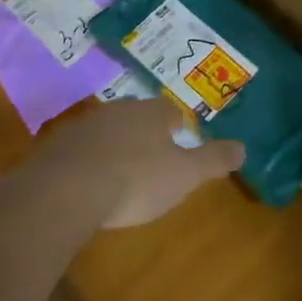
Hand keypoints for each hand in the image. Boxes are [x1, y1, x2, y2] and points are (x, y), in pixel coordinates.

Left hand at [33, 96, 244, 228]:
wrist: (66, 190)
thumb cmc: (135, 180)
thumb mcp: (184, 175)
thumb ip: (213, 160)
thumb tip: (244, 147)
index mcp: (151, 113)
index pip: (170, 110)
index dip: (177, 124)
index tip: (180, 138)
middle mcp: (118, 110)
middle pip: (137, 116)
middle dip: (144, 133)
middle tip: (151, 156)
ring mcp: (84, 125)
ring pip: (107, 130)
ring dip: (114, 146)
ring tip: (119, 171)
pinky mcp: (57, 146)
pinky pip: (79, 149)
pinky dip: (87, 161)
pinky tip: (88, 183)